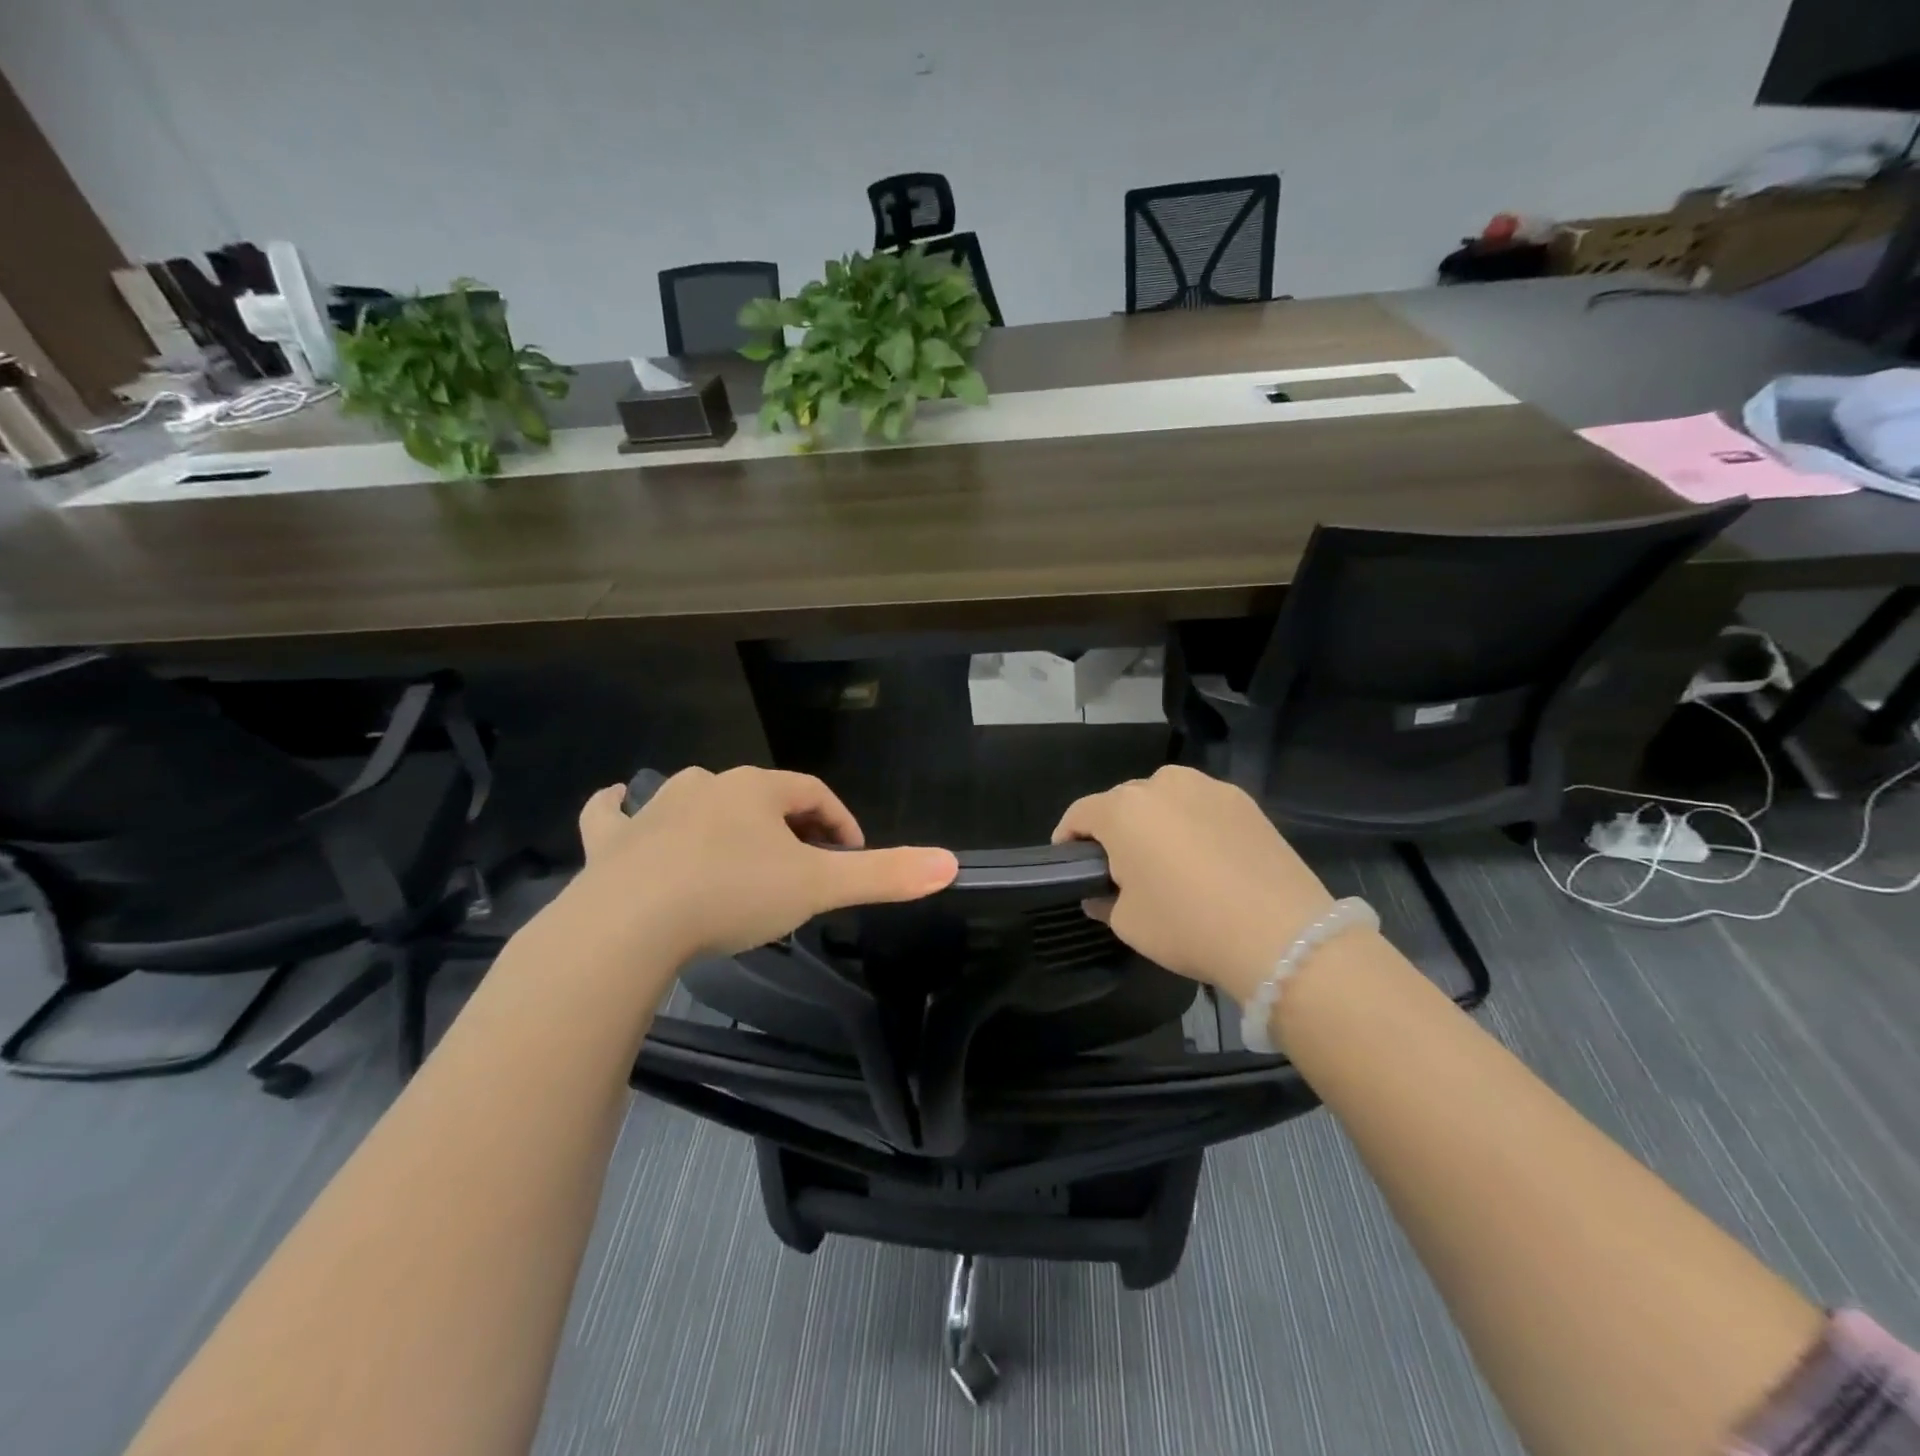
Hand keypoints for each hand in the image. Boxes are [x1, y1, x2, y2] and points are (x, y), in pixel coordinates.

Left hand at [572, 767, 957, 961]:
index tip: (851, 856)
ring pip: (696, 799)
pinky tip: (620, 804)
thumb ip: (885, 875)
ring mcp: (654, 809)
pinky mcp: (612, 840)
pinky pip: (614, 813)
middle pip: (760, 797)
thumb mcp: (817, 888)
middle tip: (799, 868)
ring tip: (734, 857)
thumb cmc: (732, 895)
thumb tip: (952, 863)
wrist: (630, 923)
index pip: (813, 794)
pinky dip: (620, 809)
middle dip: (786, 827)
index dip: (839, 822)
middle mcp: (706, 786)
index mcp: (757, 790)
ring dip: (721, 820)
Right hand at [1052, 765, 1335, 1002]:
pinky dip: (1193, 825)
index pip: (1079, 813)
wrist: (1281, 933)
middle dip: (1114, 830)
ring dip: (1155, 822)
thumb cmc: (1187, 925)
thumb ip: (1104, 902)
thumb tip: (1101, 895)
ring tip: (1167, 860)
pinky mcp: (1244, 801)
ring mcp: (1208, 787)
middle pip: (1122, 802)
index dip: (1067, 837)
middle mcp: (1161, 784)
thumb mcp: (1128, 924)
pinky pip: (1201, 807)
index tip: (1067, 860)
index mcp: (1123, 809)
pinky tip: (1207, 859)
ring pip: (1165, 799)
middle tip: (1121, 867)